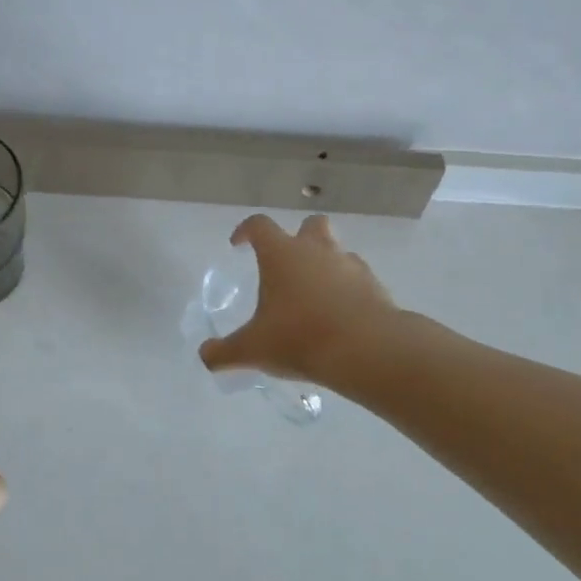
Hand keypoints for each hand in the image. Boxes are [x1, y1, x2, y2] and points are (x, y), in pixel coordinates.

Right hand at [197, 214, 396, 384]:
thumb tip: (205, 356)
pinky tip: (340, 315)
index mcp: (281, 254)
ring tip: (314, 296)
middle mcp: (316, 250)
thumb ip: (225, 352)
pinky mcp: (375, 285)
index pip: (259, 226)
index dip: (245, 231)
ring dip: (325, 264)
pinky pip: (358, 278)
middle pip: (310, 225)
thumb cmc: (299, 338)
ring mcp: (350, 264)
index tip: (238, 245)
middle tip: (287, 264)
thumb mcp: (253, 349)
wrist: (366, 349)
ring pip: (337, 250)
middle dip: (298, 237)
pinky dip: (348, 289)